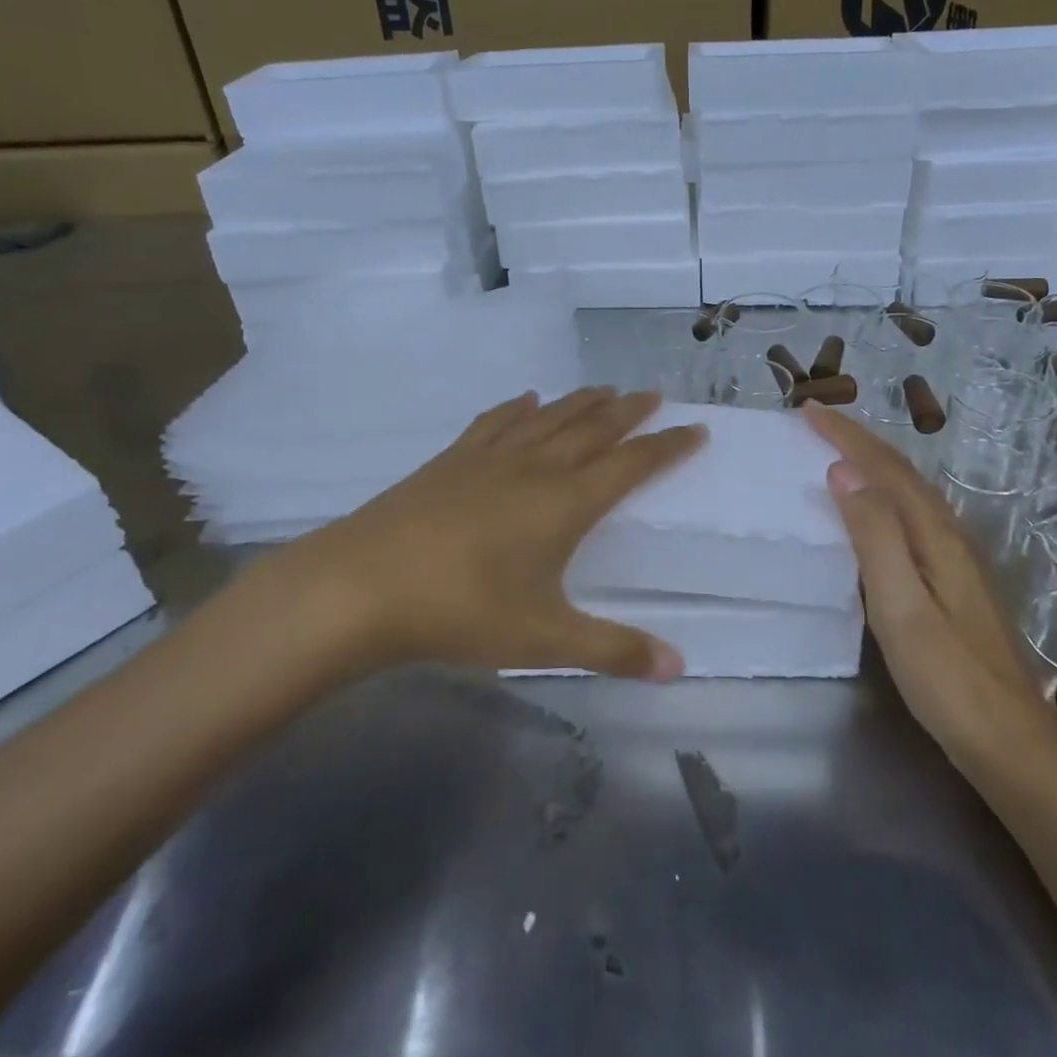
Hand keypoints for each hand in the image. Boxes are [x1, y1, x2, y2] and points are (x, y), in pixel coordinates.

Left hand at [235, 388, 705, 681]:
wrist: (361, 586)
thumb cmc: (461, 611)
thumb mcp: (544, 639)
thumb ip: (613, 650)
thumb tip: (678, 666)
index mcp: (565, 503)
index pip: (631, 465)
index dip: (667, 447)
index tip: (695, 429)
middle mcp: (535, 468)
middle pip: (593, 429)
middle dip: (628, 412)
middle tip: (654, 395)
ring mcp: (489, 459)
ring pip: (548, 418)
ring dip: (581, 401)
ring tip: (605, 389)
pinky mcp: (451, 460)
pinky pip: (496, 423)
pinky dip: (518, 408)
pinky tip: (526, 400)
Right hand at [803, 405, 1056, 763]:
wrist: (1012, 746)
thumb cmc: (948, 680)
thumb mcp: (902, 608)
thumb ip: (875, 537)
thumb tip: (844, 472)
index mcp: (936, 537)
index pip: (886, 469)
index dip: (847, 436)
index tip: (808, 410)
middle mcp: (950, 538)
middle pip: (902, 474)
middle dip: (859, 441)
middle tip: (816, 421)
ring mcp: (956, 562)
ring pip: (909, 494)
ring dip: (872, 464)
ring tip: (837, 451)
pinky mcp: (953, 584)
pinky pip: (910, 517)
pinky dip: (883, 496)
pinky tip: (873, 511)